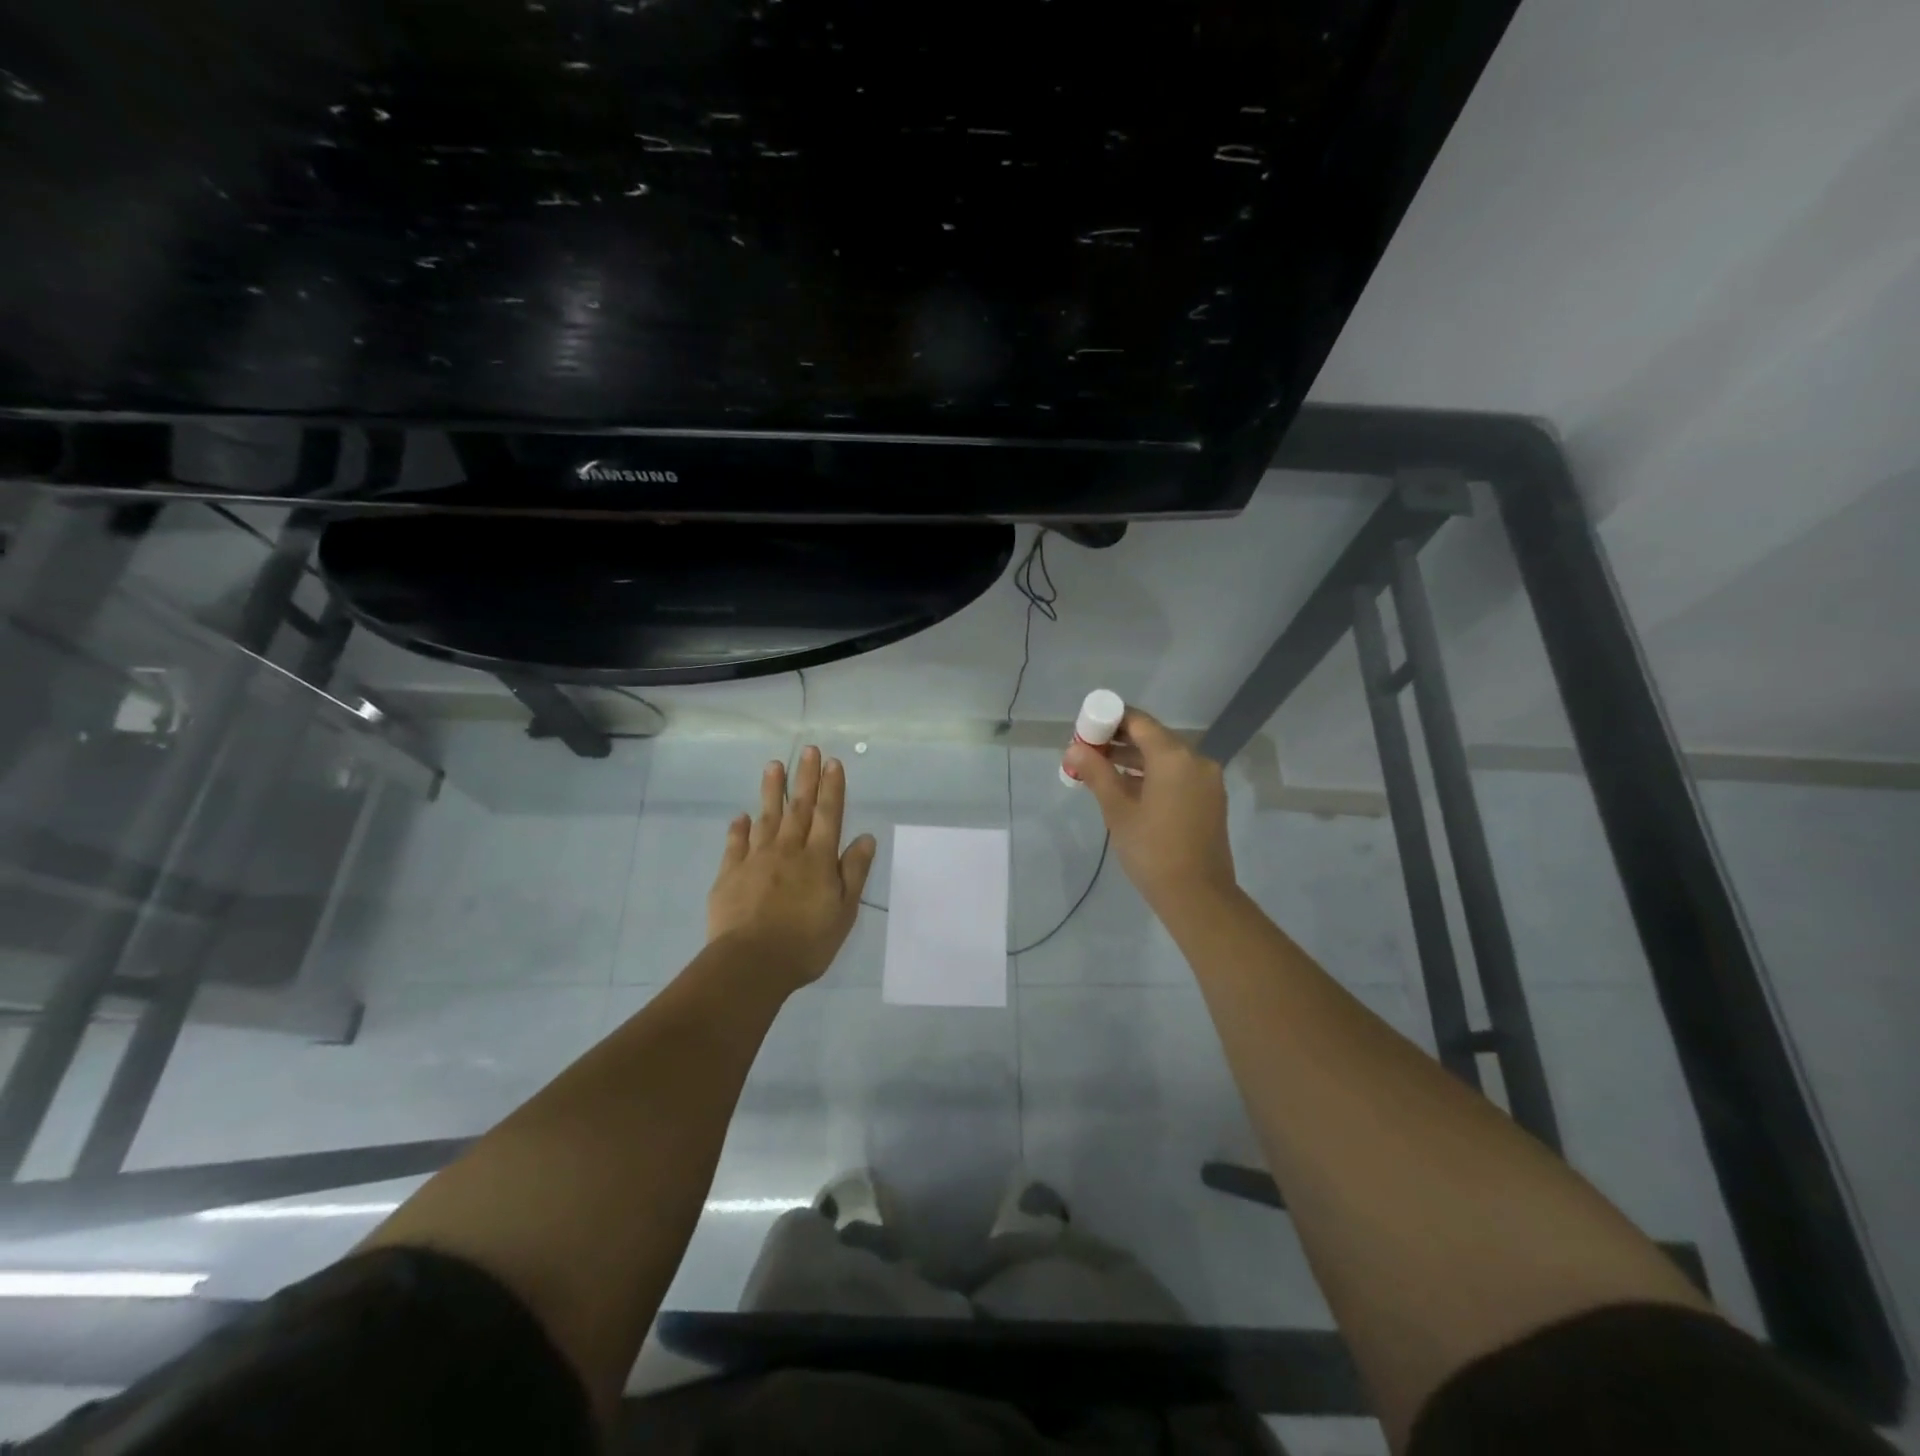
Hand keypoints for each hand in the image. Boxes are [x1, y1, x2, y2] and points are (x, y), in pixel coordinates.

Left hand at [707, 746, 877, 989]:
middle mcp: (788, 850)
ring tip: (773, 766)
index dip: (832, 787)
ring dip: (772, 791)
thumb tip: (866, 837)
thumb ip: (854, 872)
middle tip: (807, 750)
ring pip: (766, 817)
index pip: (829, 814)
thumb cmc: (807, 942)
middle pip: (800, 808)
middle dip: (805, 778)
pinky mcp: (730, 874)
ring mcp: (756, 859)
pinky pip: (736, 844)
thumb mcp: (844, 911)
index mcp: (819, 859)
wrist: (751, 963)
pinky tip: (741, 816)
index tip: (832, 762)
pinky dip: (739, 828)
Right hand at [1066, 706, 1235, 914]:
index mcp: (1174, 756)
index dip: (1109, 720)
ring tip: (1100, 769)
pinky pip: (1177, 775)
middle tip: (1087, 752)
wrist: (1198, 896)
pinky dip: (1153, 775)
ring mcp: (1207, 780)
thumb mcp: (1117, 810)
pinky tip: (1127, 788)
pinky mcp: (1210, 799)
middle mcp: (1196, 760)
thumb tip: (1074, 749)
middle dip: (1119, 740)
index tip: (1085, 730)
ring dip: (1134, 759)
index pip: (1138, 721)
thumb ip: (1096, 773)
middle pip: (1153, 737)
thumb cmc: (1152, 850)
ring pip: (1165, 757)